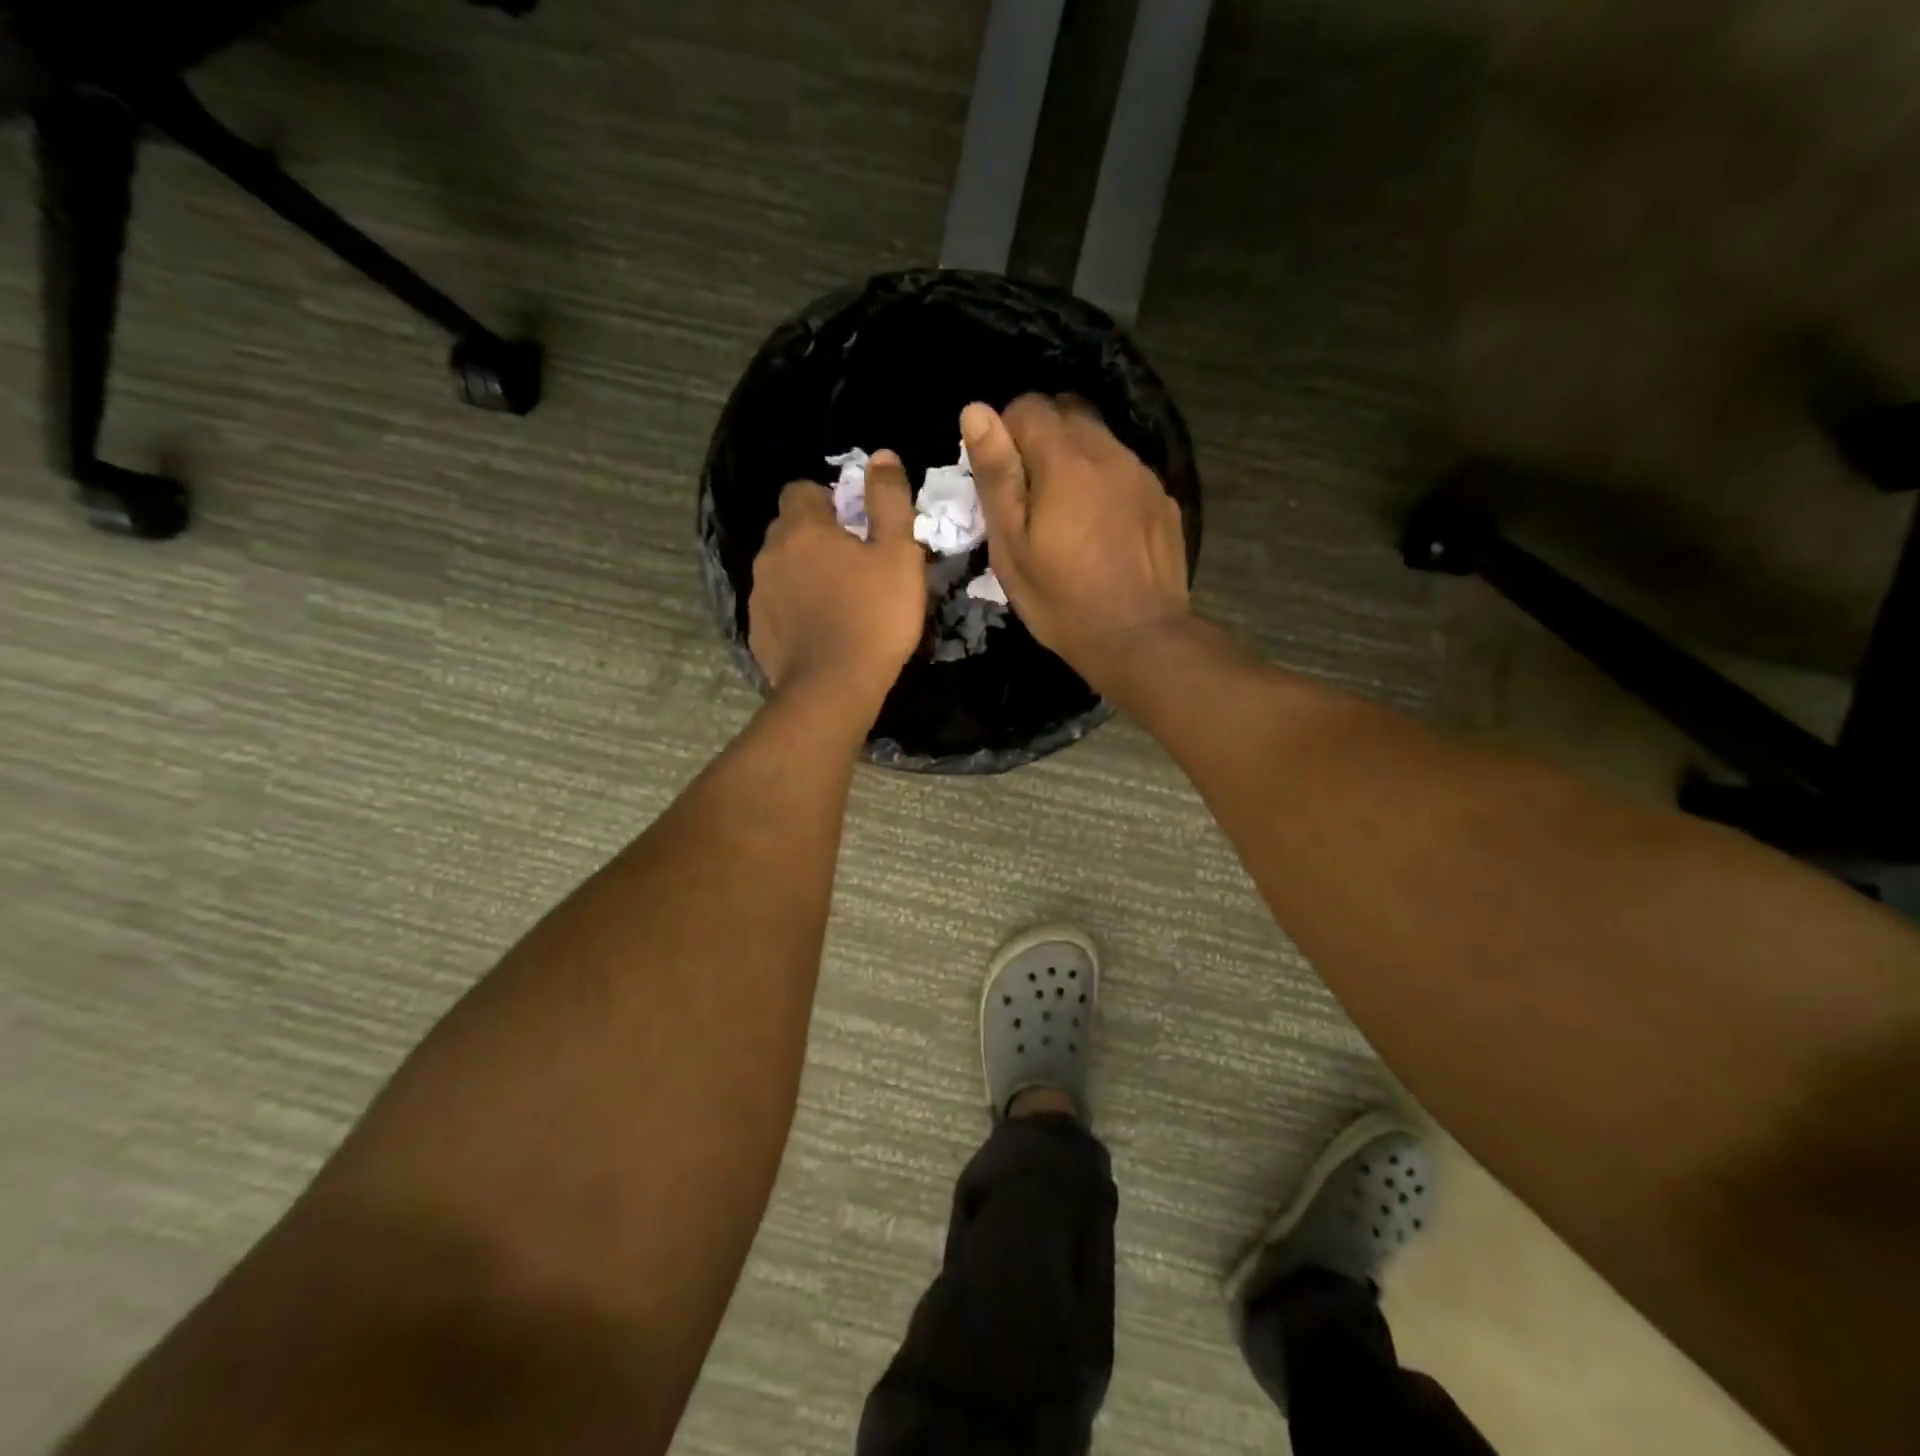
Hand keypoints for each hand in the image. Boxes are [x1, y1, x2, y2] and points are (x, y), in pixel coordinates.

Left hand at [748, 450, 926, 708]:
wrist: (834, 688)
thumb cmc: (874, 615)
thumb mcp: (897, 554)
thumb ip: (889, 501)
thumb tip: (882, 456)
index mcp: (802, 528)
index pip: (801, 490)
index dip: (827, 500)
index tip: (854, 525)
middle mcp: (770, 554)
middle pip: (788, 530)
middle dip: (815, 538)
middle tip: (853, 565)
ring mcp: (759, 595)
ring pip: (781, 570)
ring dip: (804, 575)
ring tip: (838, 601)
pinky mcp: (758, 632)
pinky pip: (777, 607)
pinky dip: (794, 610)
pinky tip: (821, 632)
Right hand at [963, 395, 1191, 692]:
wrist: (1139, 638)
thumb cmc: (1062, 600)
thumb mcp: (1012, 547)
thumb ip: (996, 475)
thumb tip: (976, 410)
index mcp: (1065, 460)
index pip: (1028, 406)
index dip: (1004, 433)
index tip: (1000, 476)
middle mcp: (1109, 452)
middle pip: (1068, 412)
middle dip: (1041, 437)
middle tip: (1029, 493)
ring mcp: (1143, 474)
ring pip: (1100, 440)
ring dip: (1075, 460)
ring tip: (1065, 514)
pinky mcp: (1163, 499)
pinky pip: (1125, 471)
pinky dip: (1105, 484)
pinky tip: (1101, 530)